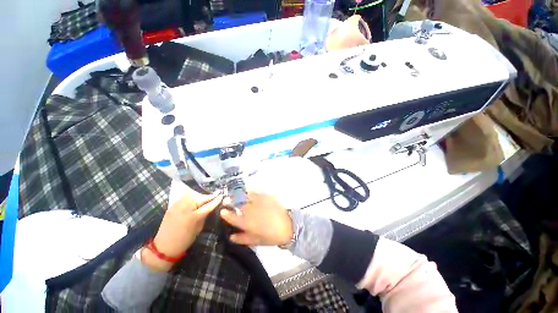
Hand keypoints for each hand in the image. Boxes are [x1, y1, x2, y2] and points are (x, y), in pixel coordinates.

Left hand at [142, 188, 222, 270]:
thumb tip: (212, 206)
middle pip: (200, 197)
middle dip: (208, 196)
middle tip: (215, 195)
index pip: (208, 204)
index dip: (216, 199)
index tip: (222, 195)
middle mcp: (184, 207)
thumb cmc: (184, 240)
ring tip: (205, 197)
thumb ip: (205, 215)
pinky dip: (191, 196)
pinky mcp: (172, 205)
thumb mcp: (199, 228)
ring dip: (199, 195)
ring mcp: (177, 205)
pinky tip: (195, 199)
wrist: (164, 247)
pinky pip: (184, 197)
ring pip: (192, 194)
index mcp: (193, 216)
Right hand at [220, 191, 292, 245]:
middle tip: (227, 200)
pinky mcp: (266, 196)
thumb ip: (242, 238)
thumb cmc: (272, 236)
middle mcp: (251, 210)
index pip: (232, 217)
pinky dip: (250, 191)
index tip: (222, 210)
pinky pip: (256, 191)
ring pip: (245, 196)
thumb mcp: (257, 241)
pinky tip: (249, 191)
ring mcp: (259, 202)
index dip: (226, 213)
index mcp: (248, 223)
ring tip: (236, 194)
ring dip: (239, 195)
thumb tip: (231, 236)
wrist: (288, 226)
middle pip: (238, 204)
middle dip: (231, 201)